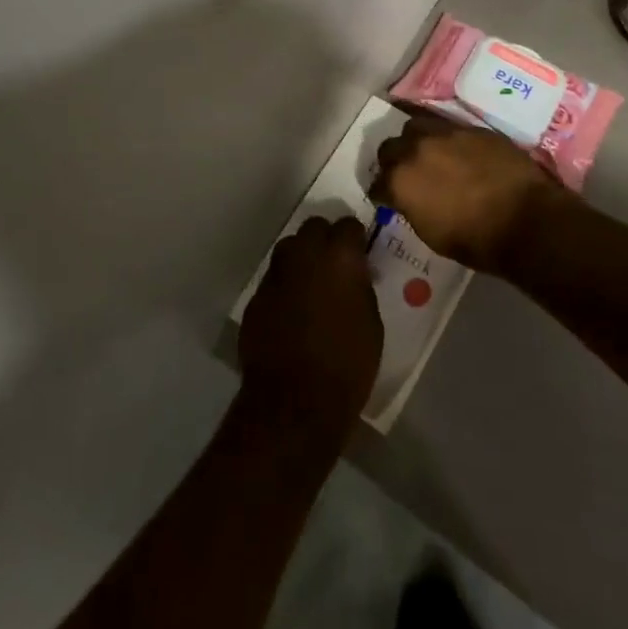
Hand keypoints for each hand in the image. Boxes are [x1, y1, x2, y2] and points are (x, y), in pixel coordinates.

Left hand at [239, 216, 382, 429]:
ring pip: (289, 249)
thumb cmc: (346, 365)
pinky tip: (291, 312)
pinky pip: (274, 280)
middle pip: (314, 227)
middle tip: (335, 264)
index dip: (355, 238)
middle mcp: (305, 254)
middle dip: (325, 239)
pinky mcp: (256, 297)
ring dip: (302, 259)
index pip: (349, 225)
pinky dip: (284, 287)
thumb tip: (353, 276)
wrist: (294, 403)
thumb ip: (359, 287)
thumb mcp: (371, 322)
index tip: (360, 253)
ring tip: (311, 285)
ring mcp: (276, 274)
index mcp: (340, 256)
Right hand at [373, 111, 567, 272]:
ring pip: (416, 126)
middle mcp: (415, 149)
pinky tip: (457, 153)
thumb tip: (410, 199)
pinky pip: (447, 127)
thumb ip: (412, 207)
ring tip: (429, 154)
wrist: (526, 220)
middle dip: (394, 161)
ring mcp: (444, 133)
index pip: (377, 184)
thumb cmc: (476, 240)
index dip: (383, 193)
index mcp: (400, 181)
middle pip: (390, 148)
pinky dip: (446, 139)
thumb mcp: (431, 233)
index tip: (389, 199)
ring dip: (416, 141)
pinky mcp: (470, 127)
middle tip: (406, 174)